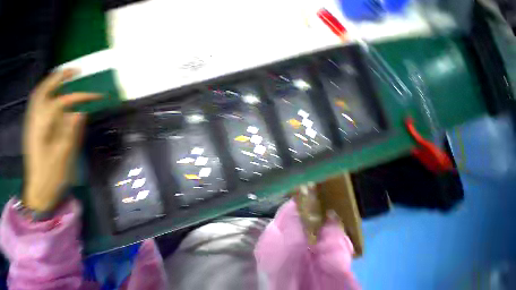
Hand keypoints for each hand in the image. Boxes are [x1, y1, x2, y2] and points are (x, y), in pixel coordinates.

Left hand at [23, 69, 100, 211]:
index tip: (99, 96)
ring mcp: (35, 125)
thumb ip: (70, 132)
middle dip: (58, 79)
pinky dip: (50, 96)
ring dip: (53, 84)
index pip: (60, 103)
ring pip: (40, 98)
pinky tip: (60, 96)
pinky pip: (42, 107)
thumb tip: (79, 112)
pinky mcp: (38, 130)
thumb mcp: (64, 154)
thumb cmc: (53, 173)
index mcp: (41, 128)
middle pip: (43, 93)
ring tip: (67, 77)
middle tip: (75, 70)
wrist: (41, 187)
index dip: (80, 96)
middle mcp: (35, 122)